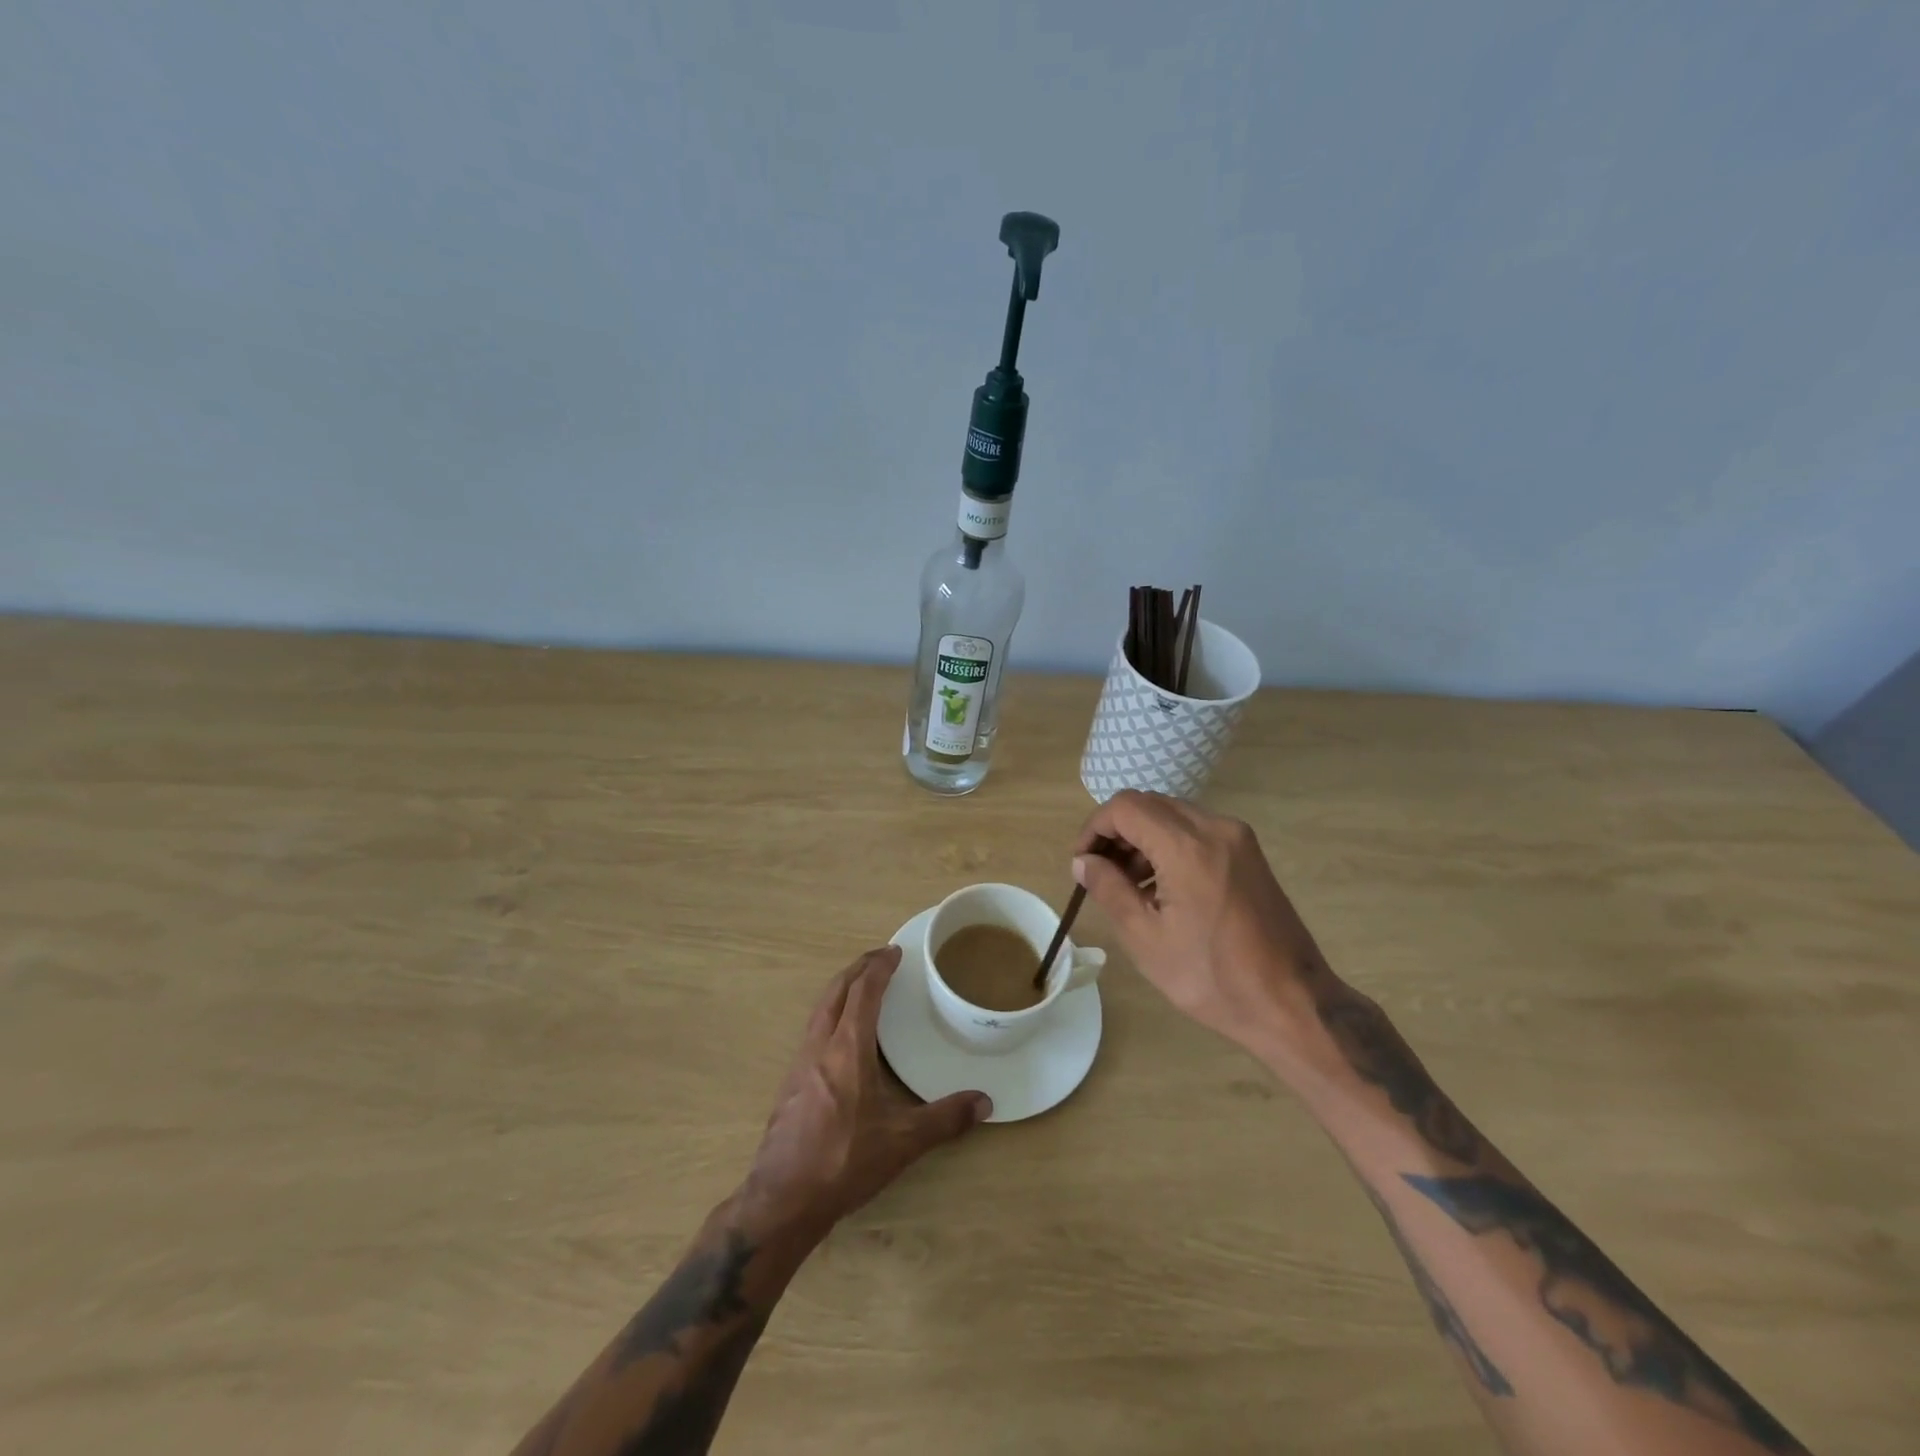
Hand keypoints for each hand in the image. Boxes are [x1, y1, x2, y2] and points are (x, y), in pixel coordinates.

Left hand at [740, 946, 990, 1237]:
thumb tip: (985, 1102)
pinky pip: (813, 1032)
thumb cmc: (844, 1161)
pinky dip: (831, 1015)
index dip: (879, 968)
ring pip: (820, 1010)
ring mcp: (799, 1065)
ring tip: (861, 989)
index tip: (895, 952)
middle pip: (835, 992)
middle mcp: (819, 1046)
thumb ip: (945, 1119)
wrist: (782, 1200)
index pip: (863, 992)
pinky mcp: (790, 1085)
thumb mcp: (902, 1141)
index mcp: (847, 1048)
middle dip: (857, 969)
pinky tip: (841, 1038)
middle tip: (879, 958)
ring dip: (841, 990)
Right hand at [1073, 791, 1328, 1061]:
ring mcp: (1237, 838)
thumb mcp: (1146, 939)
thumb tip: (1083, 862)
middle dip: (1117, 832)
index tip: (1082, 863)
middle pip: (1149, 804)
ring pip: (1172, 815)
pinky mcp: (1248, 853)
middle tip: (1100, 874)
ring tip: (1129, 885)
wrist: (1292, 1003)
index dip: (1094, 828)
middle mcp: (1215, 828)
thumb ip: (1109, 890)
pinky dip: (1169, 845)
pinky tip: (1162, 887)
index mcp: (1187, 847)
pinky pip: (1196, 831)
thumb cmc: (1212, 978)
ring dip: (1142, 839)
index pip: (1125, 807)